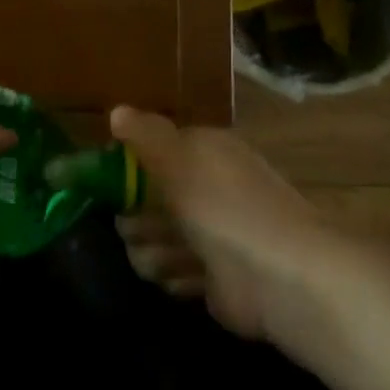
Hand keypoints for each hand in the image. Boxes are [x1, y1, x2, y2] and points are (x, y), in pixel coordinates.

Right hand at [109, 105, 327, 340]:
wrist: (281, 278)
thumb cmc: (224, 207)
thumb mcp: (179, 159)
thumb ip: (145, 135)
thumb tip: (116, 111)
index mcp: (204, 153)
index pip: (152, 152)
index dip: (127, 168)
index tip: (108, 185)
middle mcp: (207, 189)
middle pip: (146, 200)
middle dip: (137, 219)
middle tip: (139, 227)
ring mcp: (211, 236)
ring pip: (154, 240)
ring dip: (155, 252)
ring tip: (173, 258)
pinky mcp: (212, 278)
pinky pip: (174, 273)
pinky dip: (178, 277)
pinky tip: (191, 277)